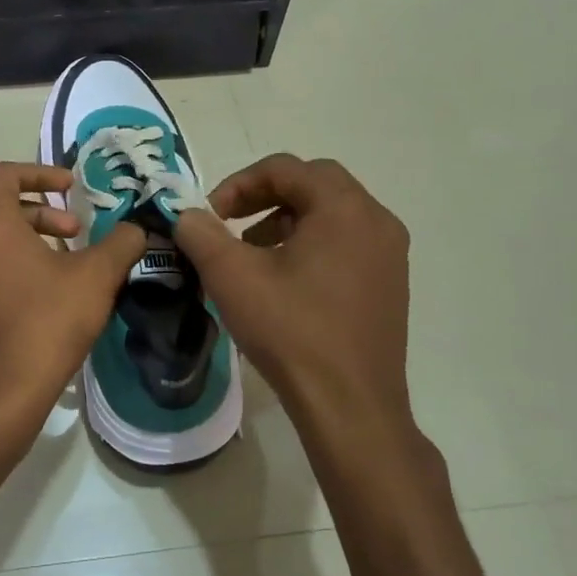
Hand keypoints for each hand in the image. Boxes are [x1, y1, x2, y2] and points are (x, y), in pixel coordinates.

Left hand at [0, 162, 145, 447]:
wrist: (1, 393)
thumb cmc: (47, 321)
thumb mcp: (96, 276)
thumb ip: (121, 243)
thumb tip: (136, 229)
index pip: (5, 174)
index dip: (41, 172)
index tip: (70, 188)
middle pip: (0, 208)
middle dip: (43, 213)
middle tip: (77, 233)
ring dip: (30, 242)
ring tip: (67, 267)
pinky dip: (15, 270)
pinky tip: (46, 300)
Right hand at [175, 154, 423, 459]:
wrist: (350, 407)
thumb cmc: (292, 332)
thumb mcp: (232, 277)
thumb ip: (201, 233)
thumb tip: (186, 215)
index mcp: (344, 208)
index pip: (285, 168)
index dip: (239, 183)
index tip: (210, 214)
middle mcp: (376, 221)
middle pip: (314, 183)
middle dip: (265, 196)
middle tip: (231, 223)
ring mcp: (389, 254)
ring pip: (331, 214)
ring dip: (287, 220)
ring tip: (253, 255)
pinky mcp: (390, 284)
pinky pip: (346, 242)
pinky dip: (311, 244)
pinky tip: (284, 282)